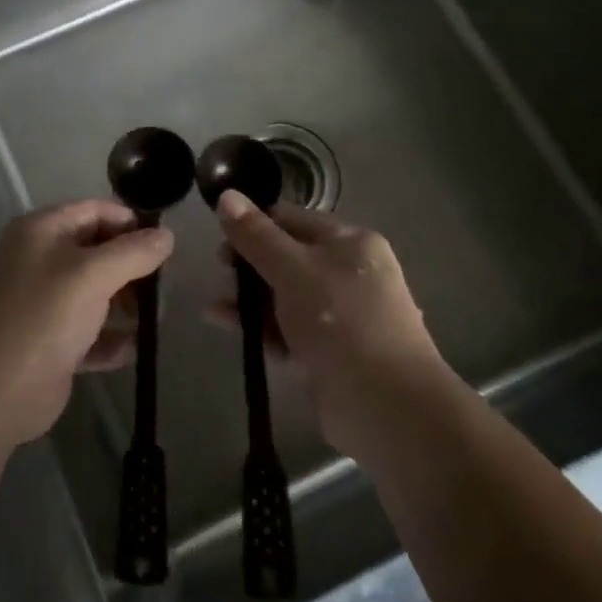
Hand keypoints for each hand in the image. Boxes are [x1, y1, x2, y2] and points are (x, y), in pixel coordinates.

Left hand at [0, 200, 173, 450]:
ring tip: (155, 318)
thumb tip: (166, 236)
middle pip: (96, 251)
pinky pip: (88, 331)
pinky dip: (110, 338)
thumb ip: (134, 252)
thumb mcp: (93, 275)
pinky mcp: (48, 341)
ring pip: (94, 292)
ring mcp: (41, 302)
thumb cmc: (45, 317)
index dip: (131, 223)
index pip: (95, 210)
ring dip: (125, 303)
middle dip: (131, 266)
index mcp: (41, 231)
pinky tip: (135, 348)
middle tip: (163, 285)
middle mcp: (38, 259)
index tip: (165, 244)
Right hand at [214, 190, 450, 463]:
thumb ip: (256, 235)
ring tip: (214, 307)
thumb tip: (226, 194)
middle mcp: (348, 273)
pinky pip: (287, 329)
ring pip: (284, 295)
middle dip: (249, 264)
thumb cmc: (341, 322)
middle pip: (287, 257)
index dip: (255, 223)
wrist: (387, 406)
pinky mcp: (329, 352)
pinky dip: (260, 327)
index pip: (292, 219)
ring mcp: (340, 315)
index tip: (220, 236)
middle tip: (218, 271)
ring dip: (249, 298)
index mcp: (350, 242)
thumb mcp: (293, 270)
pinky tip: (227, 326)